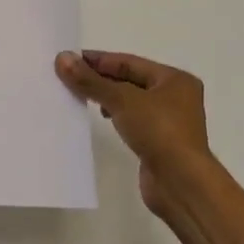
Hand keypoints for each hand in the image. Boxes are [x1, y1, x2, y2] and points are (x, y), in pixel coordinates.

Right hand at [56, 50, 214, 214]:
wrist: (182, 184)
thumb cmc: (159, 132)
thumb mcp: (122, 100)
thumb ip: (91, 80)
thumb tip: (62, 58)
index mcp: (175, 79)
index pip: (129, 62)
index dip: (98, 60)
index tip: (69, 59)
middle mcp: (176, 97)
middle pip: (130, 80)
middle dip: (100, 78)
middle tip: (68, 76)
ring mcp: (169, 122)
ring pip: (130, 102)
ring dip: (106, 97)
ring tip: (79, 95)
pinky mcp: (160, 143)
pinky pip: (132, 121)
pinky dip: (115, 116)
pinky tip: (99, 117)